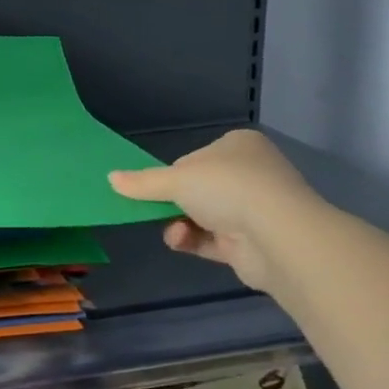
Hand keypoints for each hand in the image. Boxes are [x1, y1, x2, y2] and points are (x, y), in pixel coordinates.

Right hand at [109, 128, 321, 292]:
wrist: (278, 236)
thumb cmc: (227, 188)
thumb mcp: (176, 179)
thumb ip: (142, 182)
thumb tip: (110, 178)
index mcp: (239, 146)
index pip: (195, 159)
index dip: (174, 174)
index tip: (159, 185)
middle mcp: (251, 174)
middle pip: (198, 189)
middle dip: (174, 203)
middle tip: (153, 210)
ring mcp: (255, 210)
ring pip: (203, 216)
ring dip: (180, 223)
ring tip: (173, 231)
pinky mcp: (253, 242)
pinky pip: (212, 240)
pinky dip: (192, 240)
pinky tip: (180, 241)